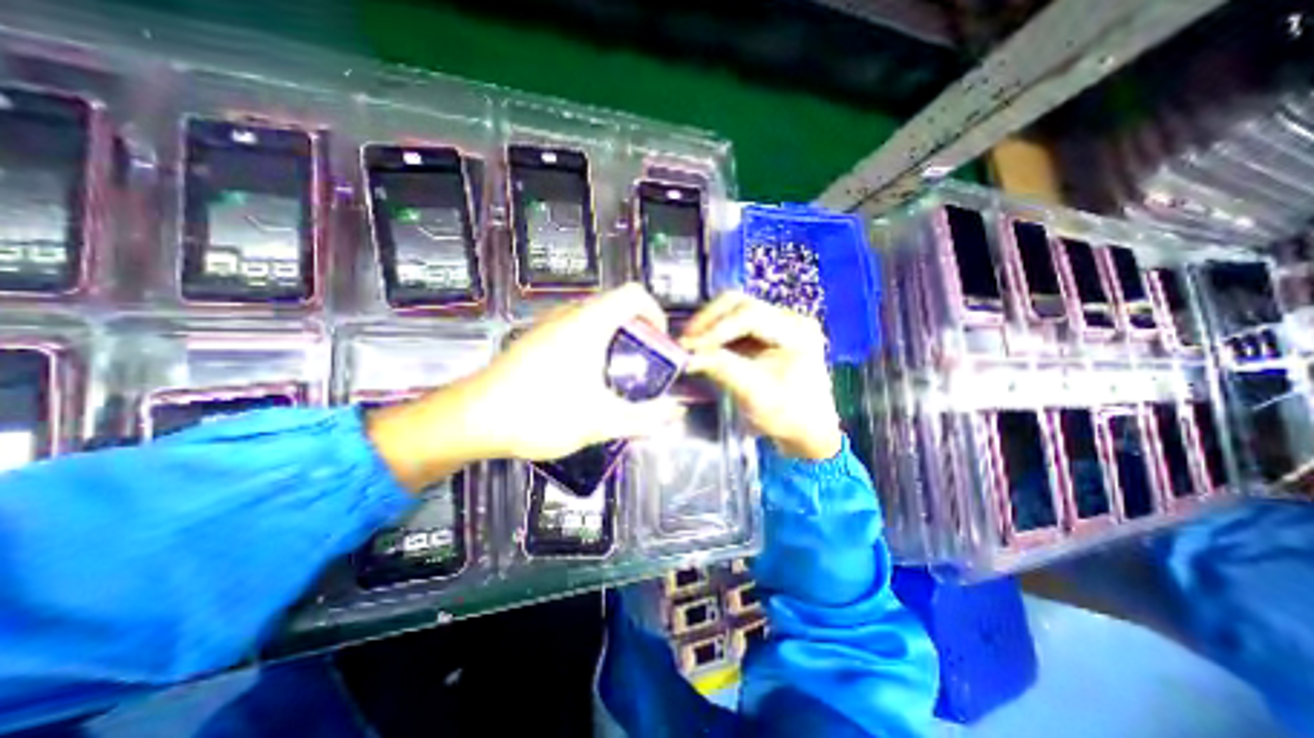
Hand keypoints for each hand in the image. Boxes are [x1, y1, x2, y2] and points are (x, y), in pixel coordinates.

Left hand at [468, 284, 681, 460]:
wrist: (473, 420)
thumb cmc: (541, 413)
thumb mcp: (601, 421)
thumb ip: (644, 418)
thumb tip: (676, 412)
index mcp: (590, 323)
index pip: (634, 294)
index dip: (655, 313)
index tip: (660, 343)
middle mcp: (569, 315)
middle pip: (616, 306)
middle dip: (637, 333)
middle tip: (642, 365)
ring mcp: (547, 326)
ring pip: (594, 319)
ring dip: (614, 340)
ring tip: (616, 375)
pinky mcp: (533, 341)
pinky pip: (574, 331)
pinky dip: (591, 346)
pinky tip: (584, 382)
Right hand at [676, 291, 839, 458]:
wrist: (807, 430)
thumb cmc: (788, 415)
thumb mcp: (755, 393)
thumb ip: (722, 369)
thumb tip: (687, 356)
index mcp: (796, 331)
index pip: (750, 315)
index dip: (716, 327)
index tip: (689, 344)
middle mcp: (788, 319)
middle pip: (740, 304)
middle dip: (709, 321)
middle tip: (685, 340)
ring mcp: (777, 325)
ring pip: (734, 311)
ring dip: (709, 326)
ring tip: (689, 343)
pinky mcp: (765, 334)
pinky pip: (733, 325)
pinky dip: (715, 334)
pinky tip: (701, 346)